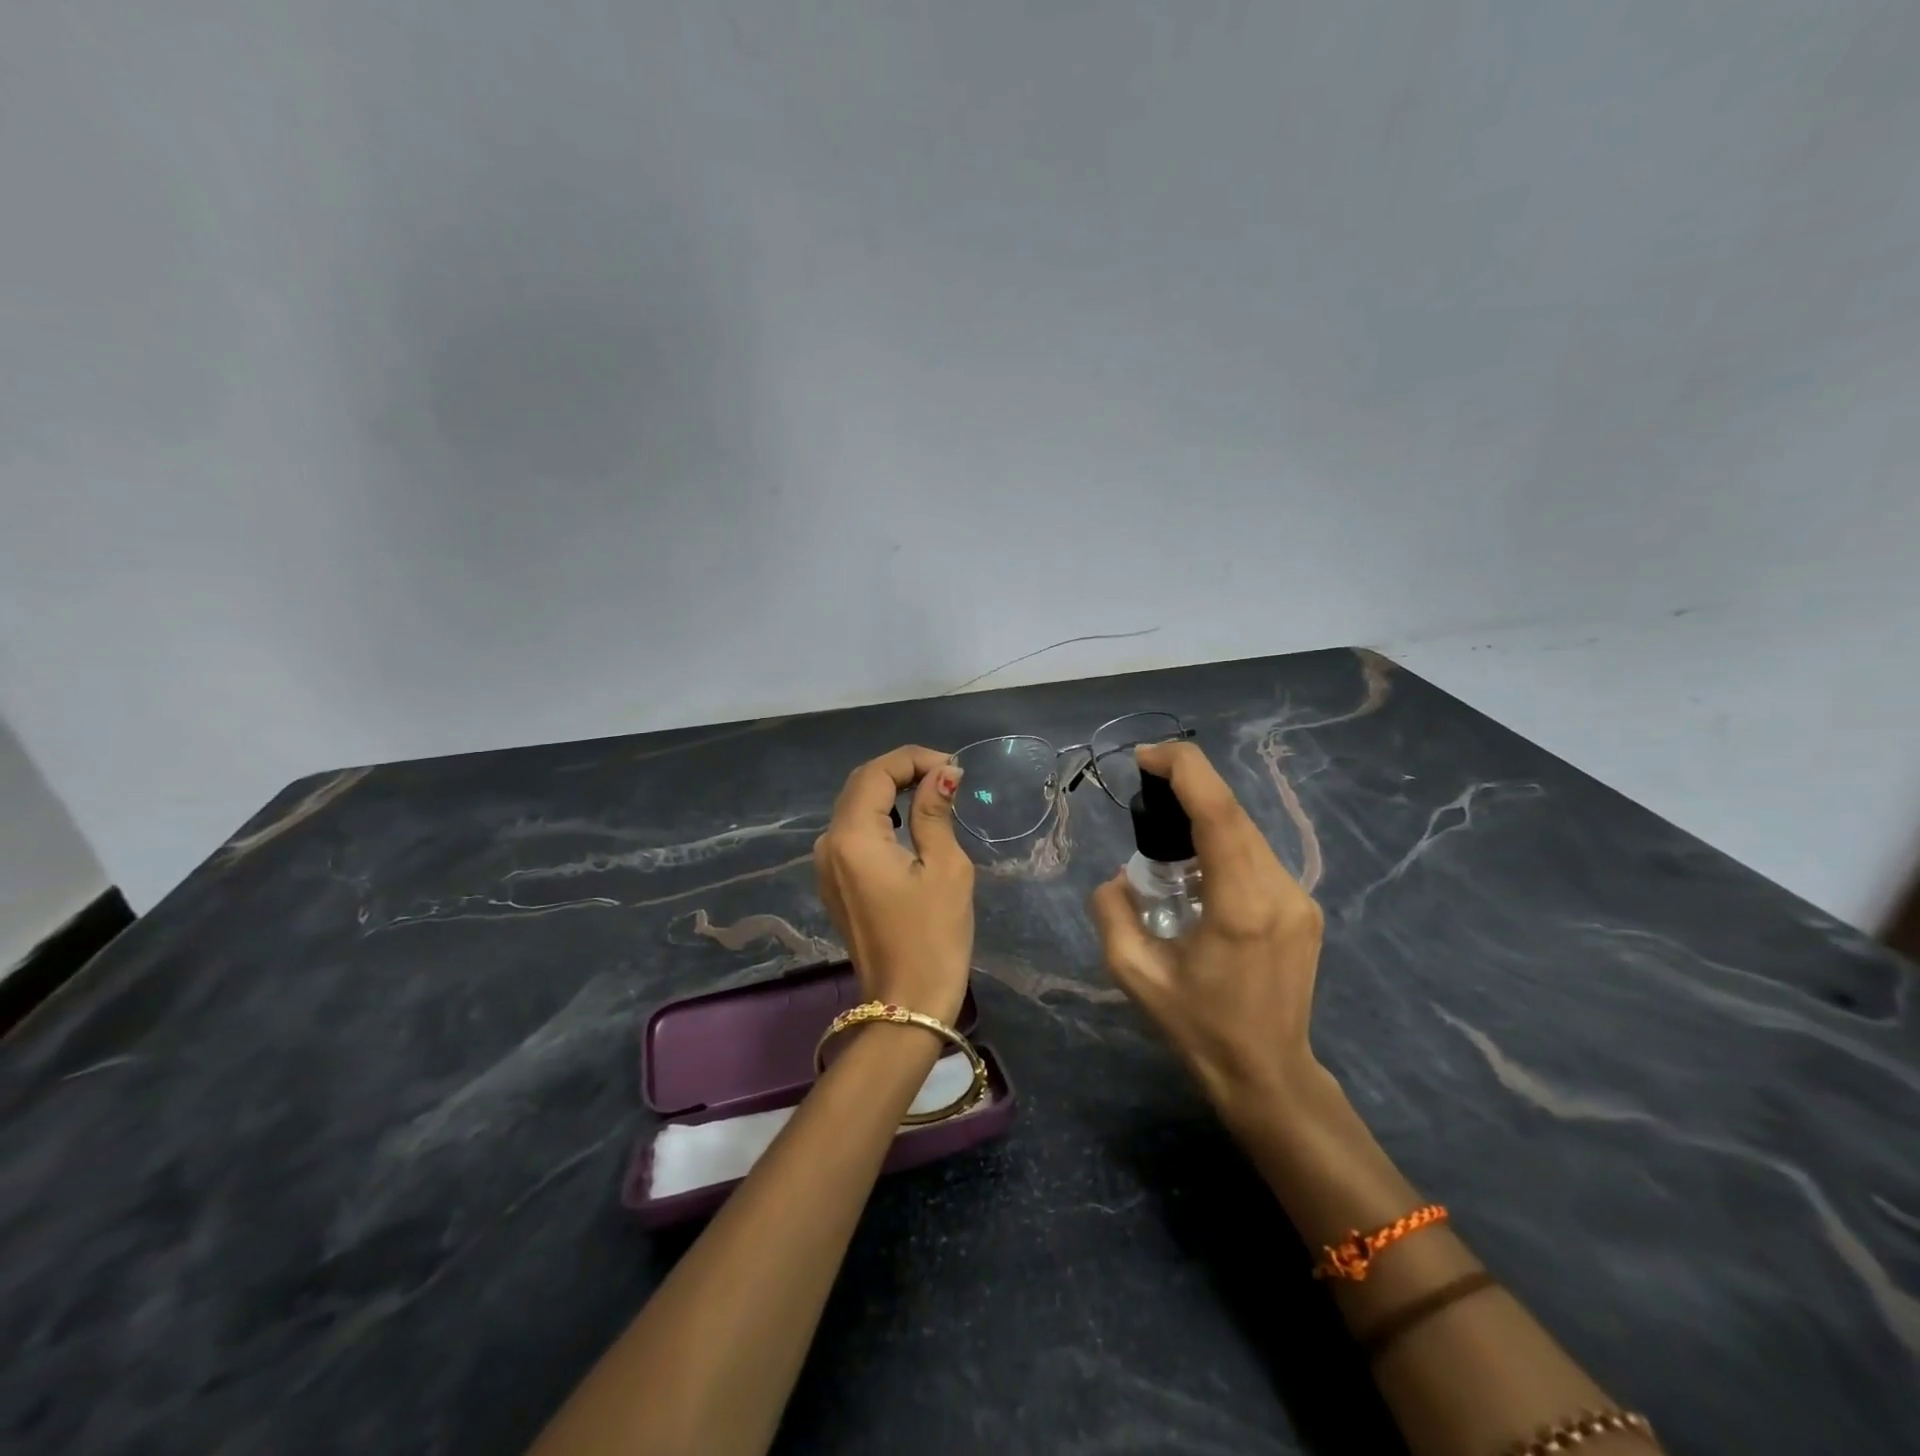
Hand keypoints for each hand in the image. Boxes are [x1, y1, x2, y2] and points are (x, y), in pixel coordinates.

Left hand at [814, 746, 974, 1024]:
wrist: (905, 1006)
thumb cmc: (933, 937)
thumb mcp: (945, 868)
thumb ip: (935, 813)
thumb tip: (943, 773)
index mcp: (852, 837)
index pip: (876, 773)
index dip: (913, 759)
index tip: (953, 766)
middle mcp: (828, 845)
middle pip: (860, 785)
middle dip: (902, 771)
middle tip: (947, 775)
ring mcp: (826, 866)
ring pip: (855, 807)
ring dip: (891, 792)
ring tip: (935, 792)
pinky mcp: (835, 883)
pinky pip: (854, 833)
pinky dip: (882, 817)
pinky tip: (911, 822)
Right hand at [1089, 740, 1326, 1121]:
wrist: (1269, 1074)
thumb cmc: (1198, 1028)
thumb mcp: (1134, 974)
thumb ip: (1112, 913)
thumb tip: (1118, 877)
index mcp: (1240, 904)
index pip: (1218, 812)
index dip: (1184, 770)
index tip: (1146, 757)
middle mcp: (1279, 890)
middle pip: (1235, 812)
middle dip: (1191, 783)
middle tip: (1147, 783)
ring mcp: (1299, 898)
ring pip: (1249, 831)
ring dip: (1207, 814)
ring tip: (1166, 827)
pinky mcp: (1304, 907)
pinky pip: (1258, 855)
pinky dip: (1224, 840)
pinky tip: (1199, 863)